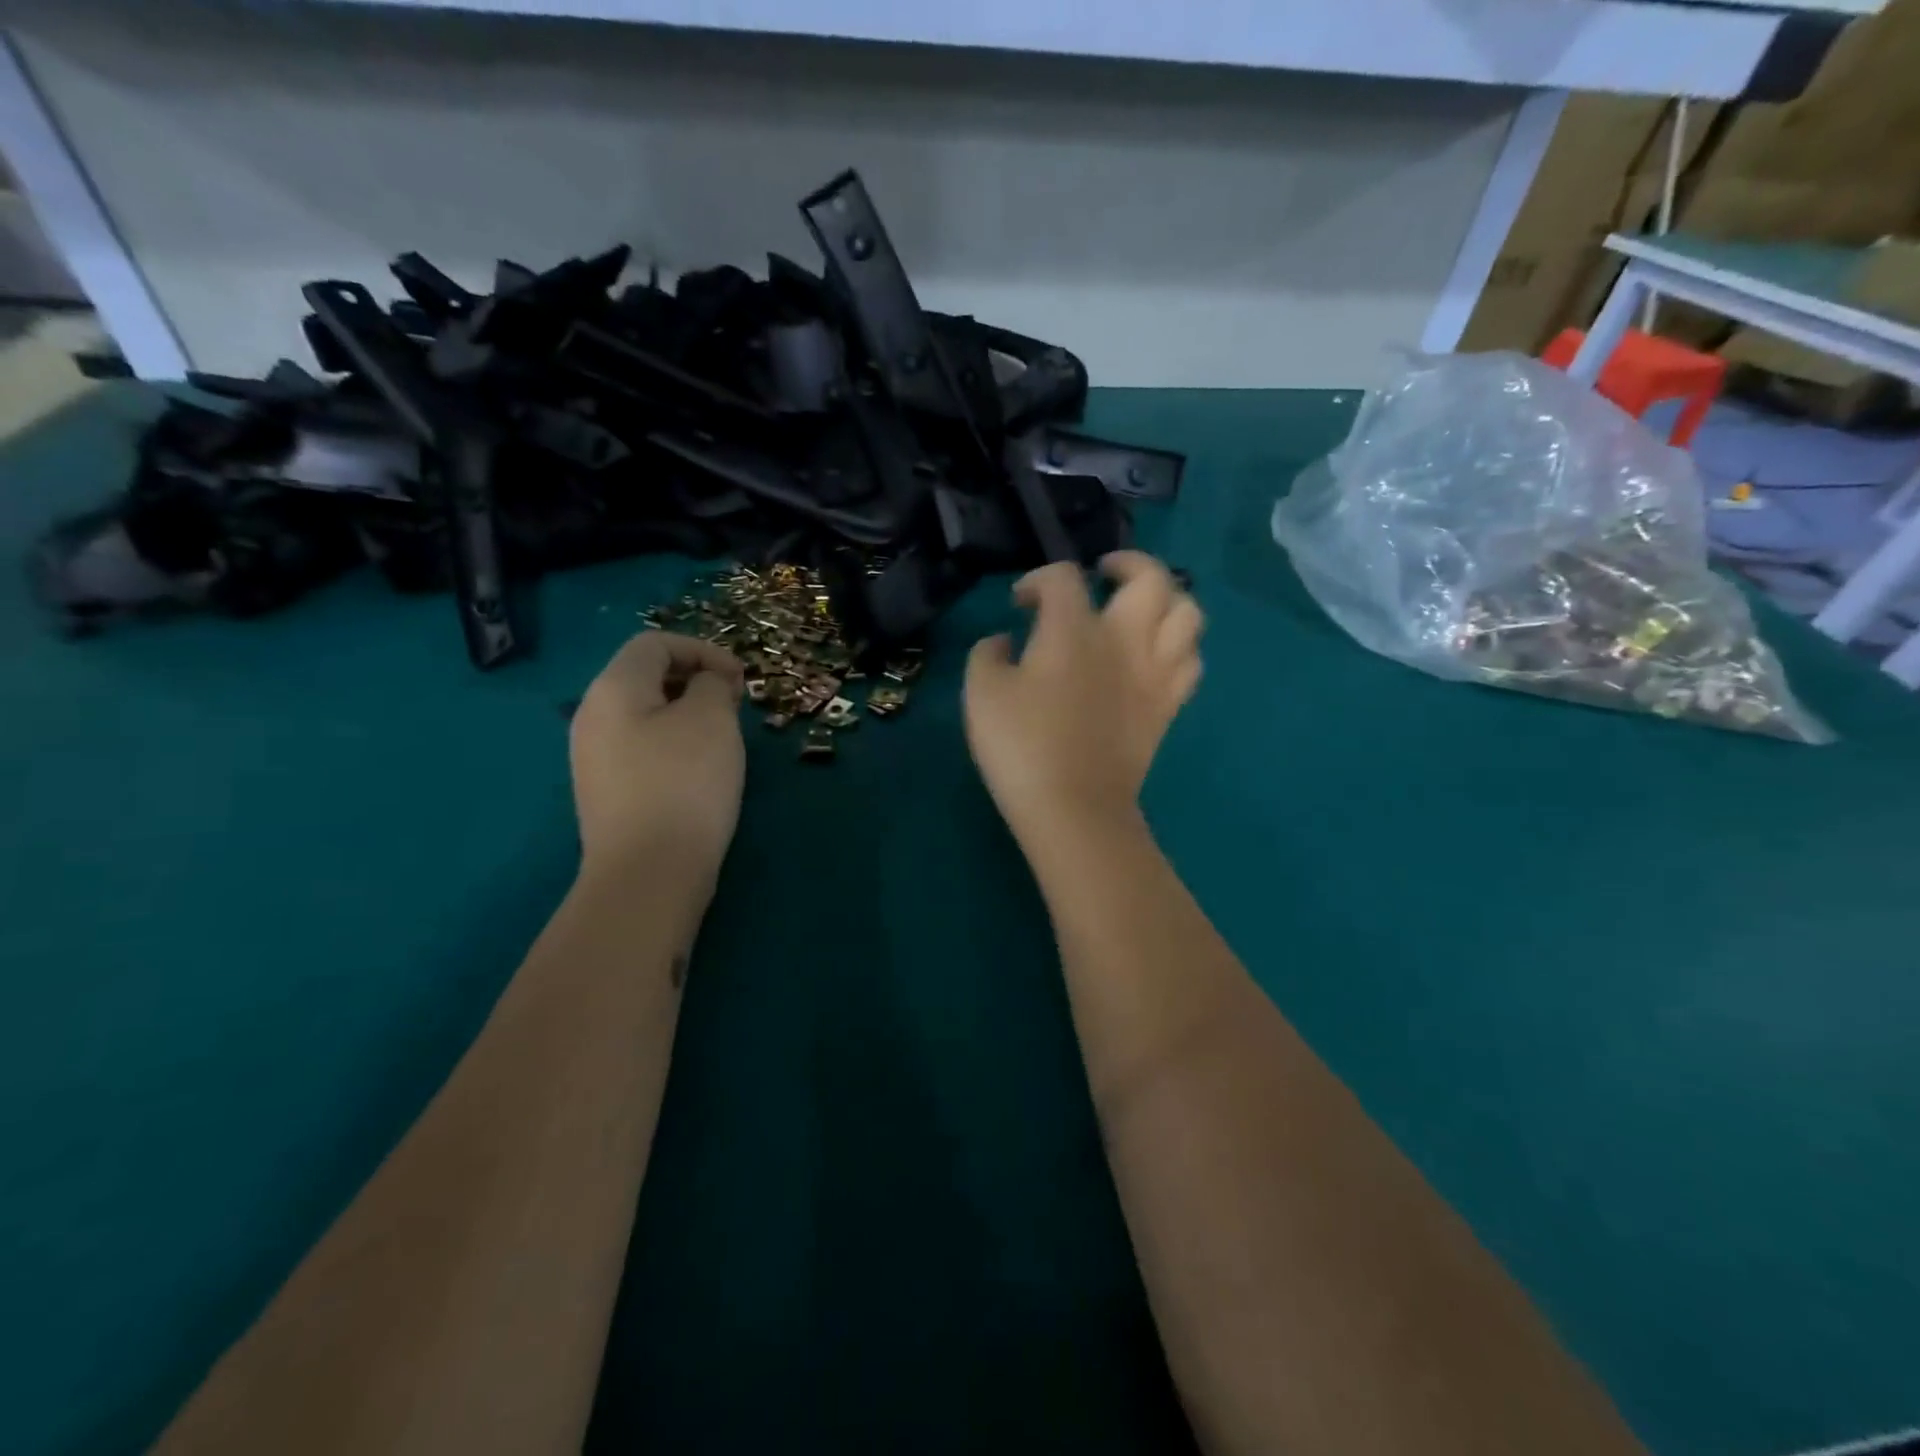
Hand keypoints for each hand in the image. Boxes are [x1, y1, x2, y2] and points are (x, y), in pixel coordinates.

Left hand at [569, 632, 746, 881]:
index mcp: (613, 689)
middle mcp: (593, 717)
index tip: (740, 679)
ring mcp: (595, 758)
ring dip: (688, 713)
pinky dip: (675, 743)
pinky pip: (642, 748)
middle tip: (735, 704)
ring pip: (646, 714)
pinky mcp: (608, 792)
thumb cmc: (683, 783)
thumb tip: (707, 684)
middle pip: (645, 676)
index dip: (703, 650)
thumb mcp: (711, 719)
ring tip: (724, 736)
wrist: (648, 873)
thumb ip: (713, 685)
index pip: (655, 643)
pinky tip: (701, 770)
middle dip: (696, 680)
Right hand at [965, 552, 1202, 844]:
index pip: (1062, 578)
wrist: (1073, 807)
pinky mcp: (1168, 706)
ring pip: (1188, 613)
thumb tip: (1004, 640)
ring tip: (1142, 610)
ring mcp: (1154, 672)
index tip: (1020, 603)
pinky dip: (1178, 647)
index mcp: (1073, 630)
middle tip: (1104, 575)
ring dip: (1167, 600)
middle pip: (1150, 577)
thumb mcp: (981, 693)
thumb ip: (987, 654)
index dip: (1038, 580)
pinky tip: (1155, 656)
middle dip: (1127, 564)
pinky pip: (1191, 661)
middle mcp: (1124, 639)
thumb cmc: (1021, 746)